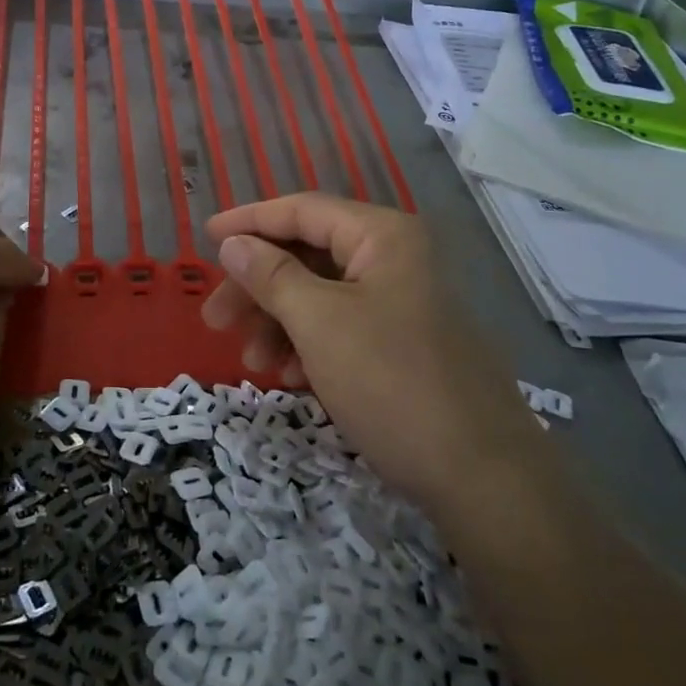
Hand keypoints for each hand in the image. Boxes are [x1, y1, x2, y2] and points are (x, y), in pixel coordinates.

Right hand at [201, 193, 537, 512]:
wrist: (481, 476)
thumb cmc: (391, 382)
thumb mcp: (319, 323)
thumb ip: (270, 275)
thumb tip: (233, 242)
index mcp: (382, 236)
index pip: (303, 210)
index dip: (250, 221)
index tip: (205, 237)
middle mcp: (394, 259)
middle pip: (308, 256)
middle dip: (258, 287)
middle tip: (214, 320)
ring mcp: (401, 303)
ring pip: (320, 296)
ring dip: (279, 323)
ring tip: (254, 363)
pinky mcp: (403, 343)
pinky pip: (341, 328)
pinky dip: (309, 346)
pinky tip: (291, 378)